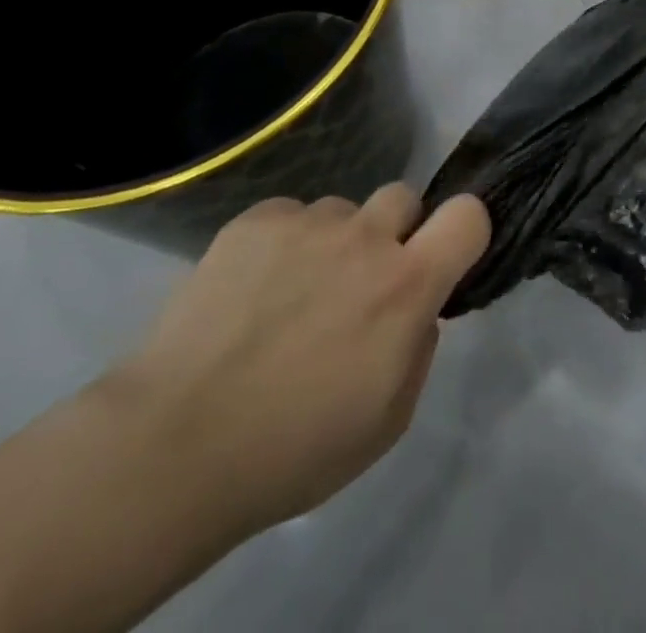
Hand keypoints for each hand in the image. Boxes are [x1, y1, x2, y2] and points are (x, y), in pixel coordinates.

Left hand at [109, 185, 489, 536]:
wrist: (177, 441)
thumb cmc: (293, 449)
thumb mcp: (387, 421)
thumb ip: (418, 348)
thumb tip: (416, 310)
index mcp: (406, 286)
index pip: (468, 215)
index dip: (465, 226)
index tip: (444, 254)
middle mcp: (364, 238)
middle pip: (404, 196)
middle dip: (394, 231)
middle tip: (361, 281)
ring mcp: (307, 222)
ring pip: (341, 211)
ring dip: (333, 243)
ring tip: (290, 295)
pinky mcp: (255, 220)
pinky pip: (289, 216)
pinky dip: (283, 244)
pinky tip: (252, 291)